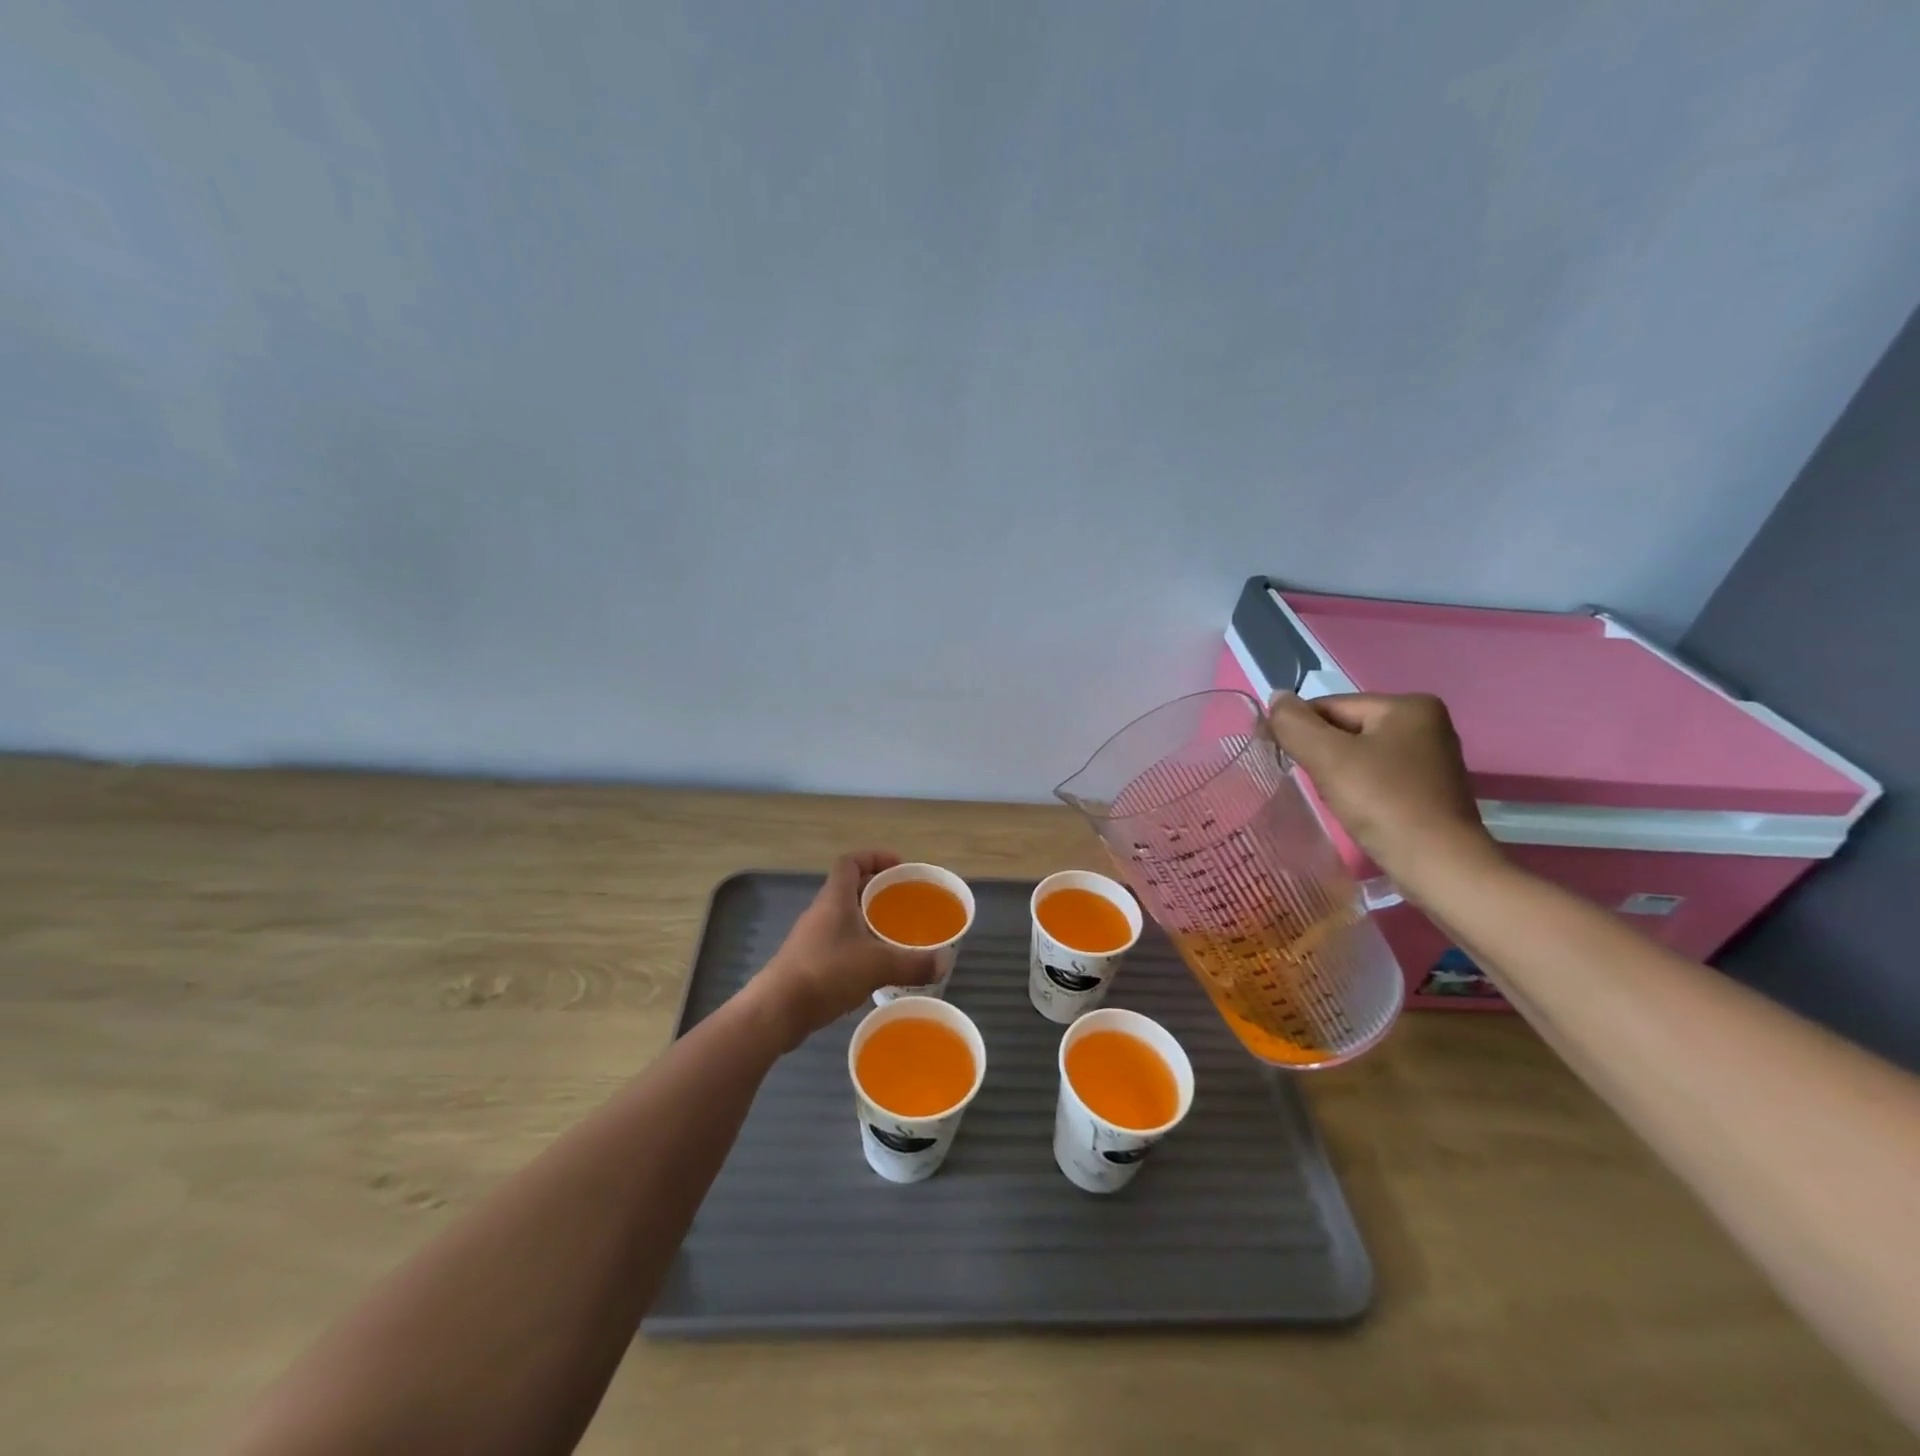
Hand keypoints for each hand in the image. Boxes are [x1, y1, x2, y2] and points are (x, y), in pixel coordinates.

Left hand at [745, 851, 938, 1050]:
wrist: (777, 1010)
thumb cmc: (826, 972)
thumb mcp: (877, 965)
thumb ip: (912, 963)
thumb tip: (944, 962)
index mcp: (835, 899)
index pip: (851, 862)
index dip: (875, 857)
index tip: (899, 867)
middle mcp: (821, 911)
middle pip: (850, 888)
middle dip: (877, 891)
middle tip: (904, 902)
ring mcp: (811, 937)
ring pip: (844, 917)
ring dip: (867, 920)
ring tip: (894, 934)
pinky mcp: (807, 962)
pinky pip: (838, 942)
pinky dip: (858, 945)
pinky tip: (874, 966)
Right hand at [1267, 692, 1498, 882]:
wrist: (1439, 866)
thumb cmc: (1383, 803)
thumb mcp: (1328, 757)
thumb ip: (1294, 724)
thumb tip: (1276, 698)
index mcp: (1407, 705)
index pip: (1331, 706)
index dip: (1300, 730)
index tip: (1281, 757)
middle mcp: (1426, 723)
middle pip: (1346, 729)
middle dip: (1321, 753)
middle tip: (1313, 783)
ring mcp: (1431, 757)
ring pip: (1359, 754)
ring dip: (1336, 772)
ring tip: (1333, 798)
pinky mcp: (1429, 788)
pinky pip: (1377, 775)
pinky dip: (1357, 787)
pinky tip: (1356, 808)